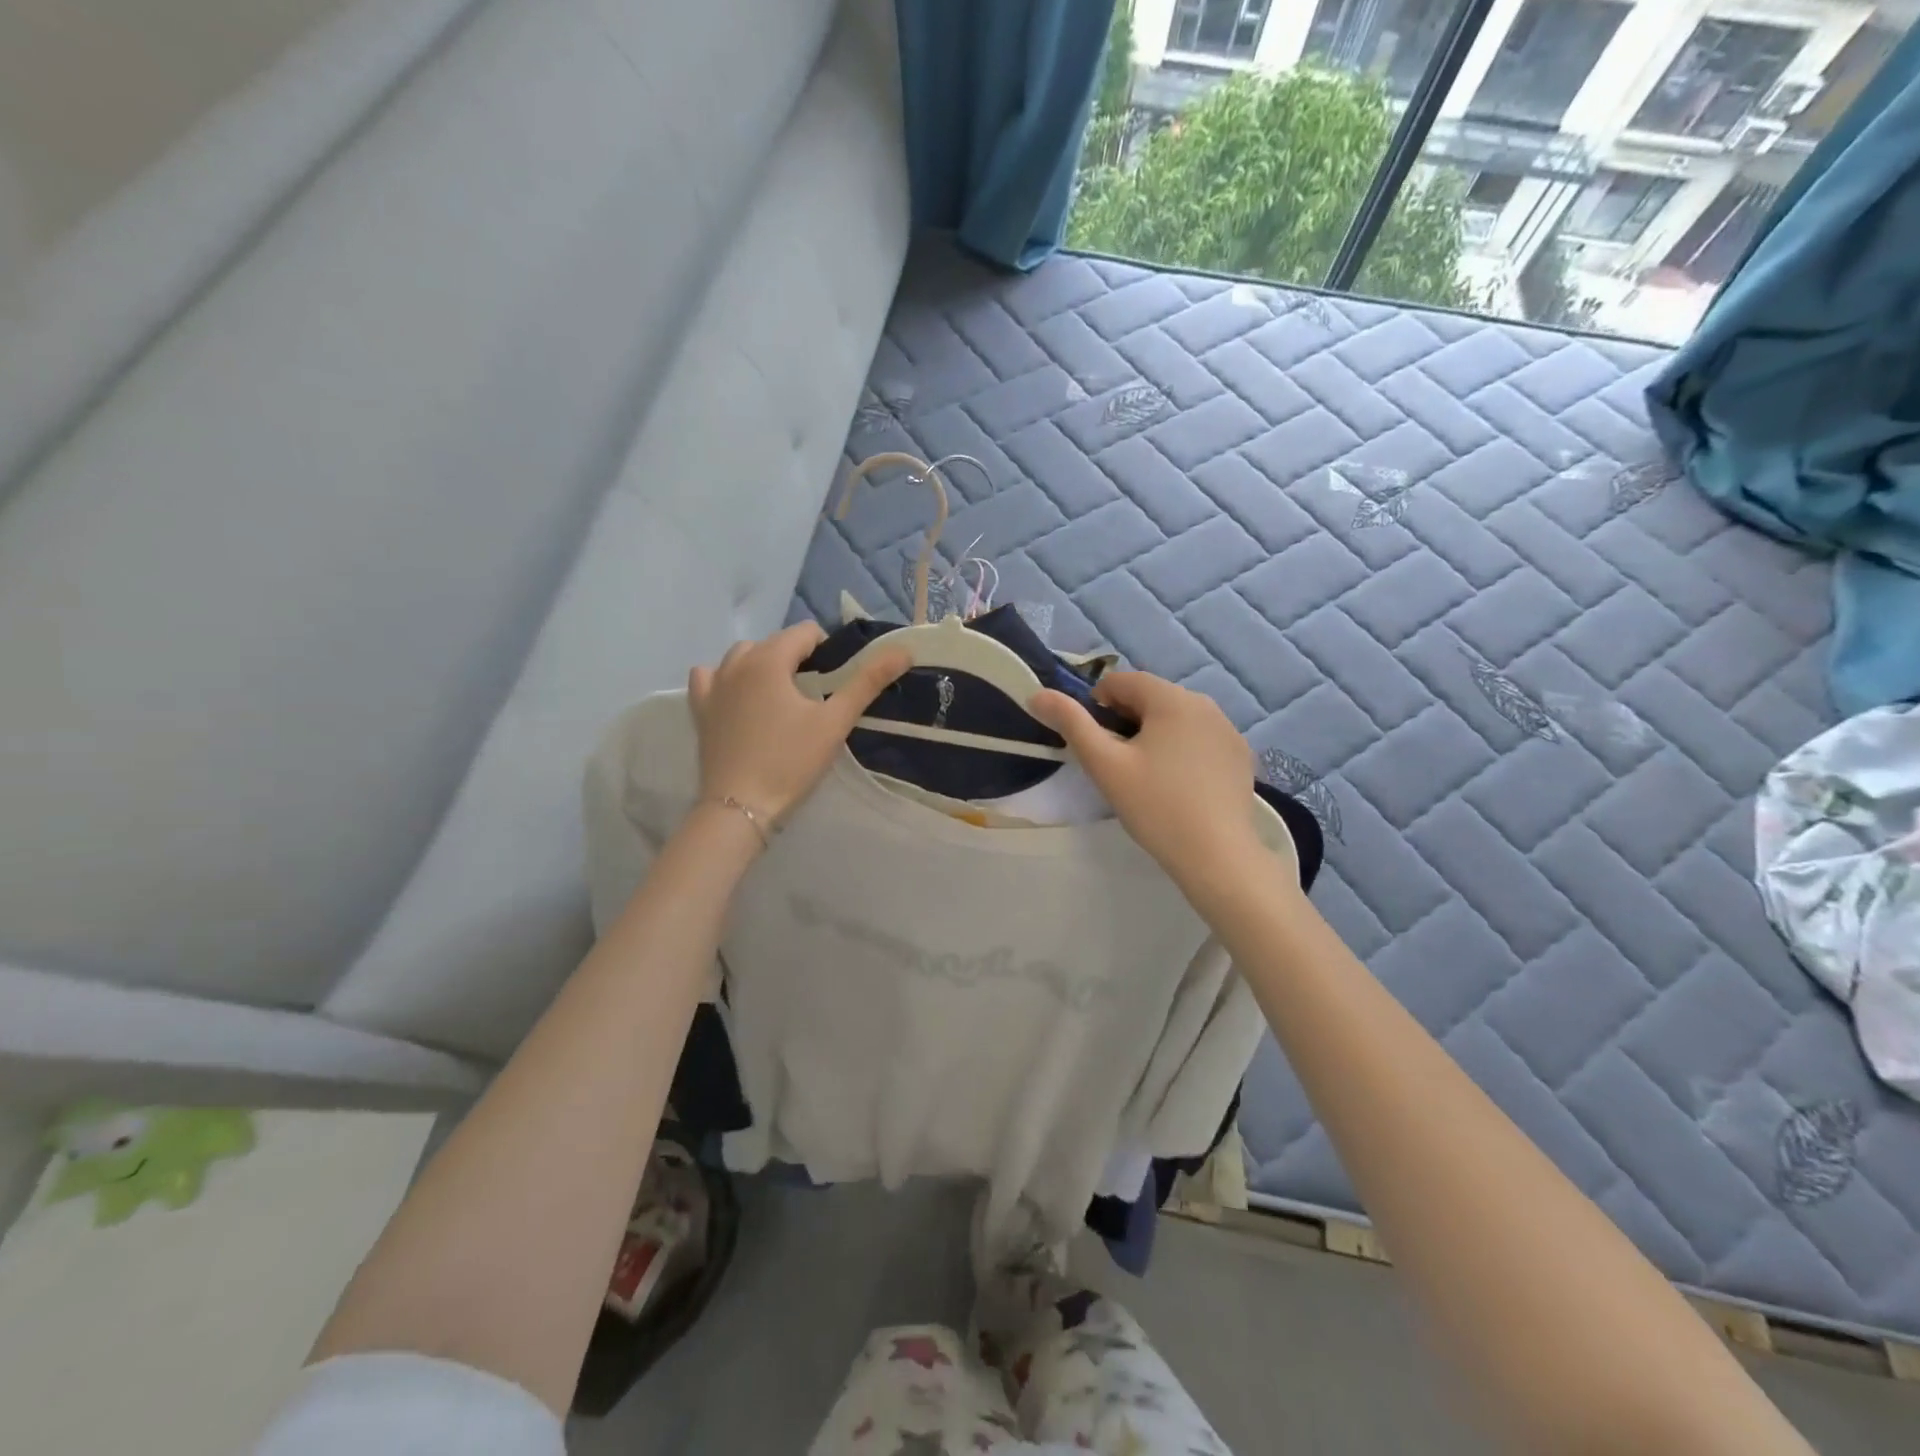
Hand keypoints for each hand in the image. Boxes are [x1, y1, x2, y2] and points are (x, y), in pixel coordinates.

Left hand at [688, 624, 907, 826]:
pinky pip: (710, 678)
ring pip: (742, 657)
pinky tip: (739, 697)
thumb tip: (902, 650)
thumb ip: (867, 681)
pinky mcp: (699, 709)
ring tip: (782, 697)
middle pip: (774, 643)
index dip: (827, 650)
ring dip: (764, 665)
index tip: (837, 681)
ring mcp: (712, 685)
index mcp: (769, 659)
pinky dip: (727, 679)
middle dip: (797, 658)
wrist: (740, 807)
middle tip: (816, 695)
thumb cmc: (790, 762)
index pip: (805, 633)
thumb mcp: (834, 722)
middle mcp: (736, 663)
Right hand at [1031, 672, 1266, 893]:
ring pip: (1177, 719)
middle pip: (1152, 698)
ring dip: (1155, 734)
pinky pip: (1200, 739)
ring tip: (1146, 776)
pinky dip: (1182, 750)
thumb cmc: (1155, 806)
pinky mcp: (1241, 756)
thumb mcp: (1105, 765)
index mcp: (1172, 699)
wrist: (1217, 855)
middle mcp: (1206, 705)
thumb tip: (1038, 694)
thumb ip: (1071, 723)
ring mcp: (1228, 731)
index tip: (1095, 741)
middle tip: (1117, 763)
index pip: (1123, 681)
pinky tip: (1178, 786)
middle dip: (1127, 720)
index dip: (1098, 704)